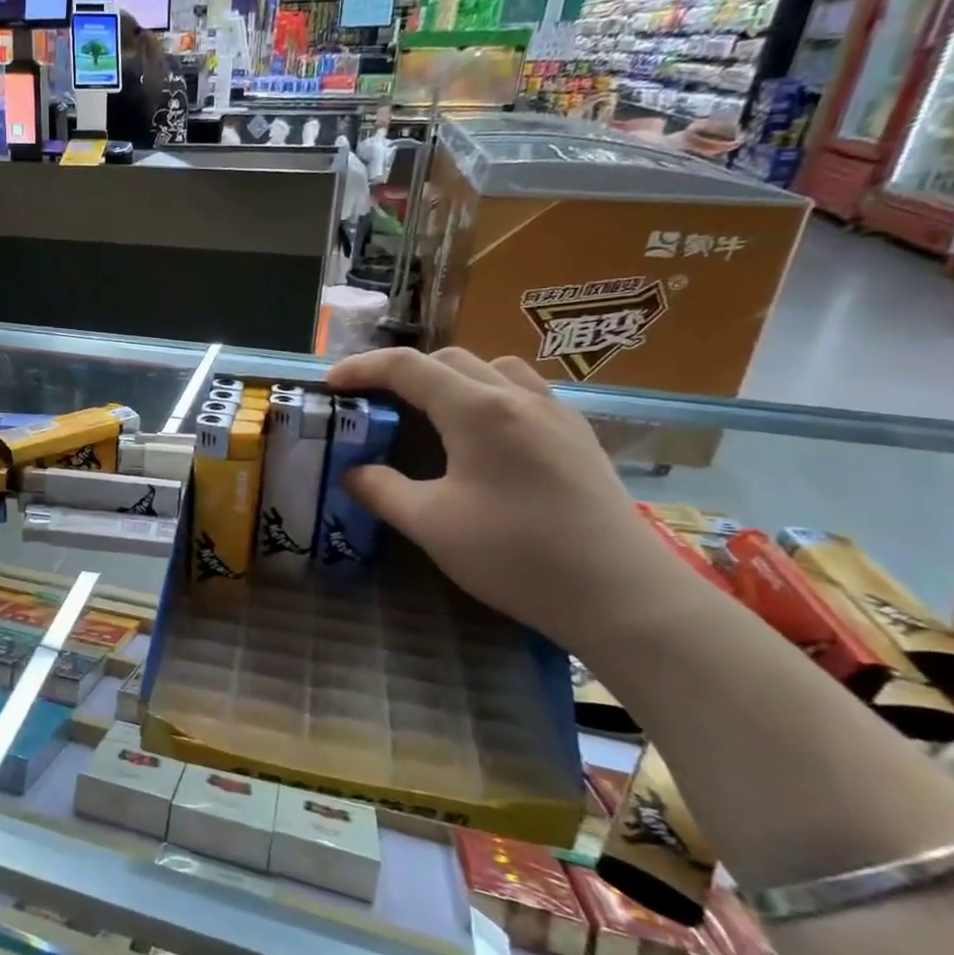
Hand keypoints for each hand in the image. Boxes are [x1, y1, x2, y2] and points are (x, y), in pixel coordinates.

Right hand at [323, 347, 703, 650]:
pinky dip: (488, 397)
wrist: (622, 595)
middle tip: (375, 405)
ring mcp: (556, 414)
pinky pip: (524, 393)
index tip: (330, 385)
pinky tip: (483, 440)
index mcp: (478, 410)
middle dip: (403, 373)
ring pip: (493, 370)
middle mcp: (518, 397)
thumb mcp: (430, 525)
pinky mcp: (578, 438)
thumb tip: (352, 472)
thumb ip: (381, 490)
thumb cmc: (517, 555)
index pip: (408, 367)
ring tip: (429, 415)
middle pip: (450, 360)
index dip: (362, 369)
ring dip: (451, 379)